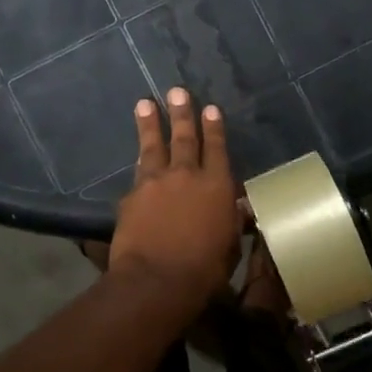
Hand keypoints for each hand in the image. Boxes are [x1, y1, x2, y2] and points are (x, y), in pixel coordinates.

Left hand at [109, 88, 241, 306]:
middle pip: (184, 138)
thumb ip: (231, 222)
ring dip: (150, 124)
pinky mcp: (132, 196)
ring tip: (145, 103)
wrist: (157, 280)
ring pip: (153, 146)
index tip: (210, 108)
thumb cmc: (204, 269)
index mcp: (217, 186)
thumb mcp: (229, 245)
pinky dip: (139, 162)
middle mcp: (187, 176)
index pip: (217, 149)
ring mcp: (156, 183)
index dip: (214, 128)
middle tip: (177, 91)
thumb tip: (238, 209)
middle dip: (181, 113)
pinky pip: (137, 173)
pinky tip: (136, 157)